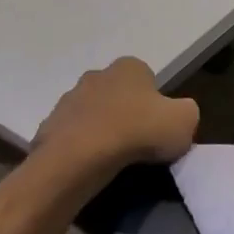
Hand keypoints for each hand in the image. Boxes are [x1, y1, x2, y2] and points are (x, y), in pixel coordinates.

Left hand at [30, 58, 198, 193]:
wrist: (81, 159)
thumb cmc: (139, 131)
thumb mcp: (186, 120)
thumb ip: (186, 111)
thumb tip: (176, 115)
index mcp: (129, 67)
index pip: (147, 78)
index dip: (156, 102)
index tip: (158, 125)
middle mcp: (96, 75)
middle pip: (117, 94)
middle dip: (126, 112)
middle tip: (138, 141)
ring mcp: (67, 101)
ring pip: (92, 114)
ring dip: (102, 130)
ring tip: (114, 158)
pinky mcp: (47, 127)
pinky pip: (72, 137)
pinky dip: (81, 148)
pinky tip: (92, 166)